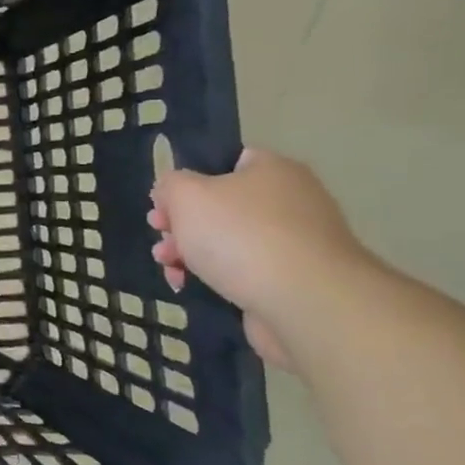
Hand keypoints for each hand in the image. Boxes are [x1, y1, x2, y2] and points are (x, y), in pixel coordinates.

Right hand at [147, 148, 370, 369]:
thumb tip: (172, 192)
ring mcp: (294, 243)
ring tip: (168, 266)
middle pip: (221, 206)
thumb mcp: (185, 195)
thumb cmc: (240, 235)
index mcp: (272, 170)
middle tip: (160, 237)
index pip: (226, 162)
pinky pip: (242, 271)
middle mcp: (290, 201)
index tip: (162, 204)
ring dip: (190, 252)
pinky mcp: (292, 281)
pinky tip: (187, 285)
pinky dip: (213, 277)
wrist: (304, 302)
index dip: (188, 180)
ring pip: (228, 241)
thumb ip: (170, 184)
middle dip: (182, 223)